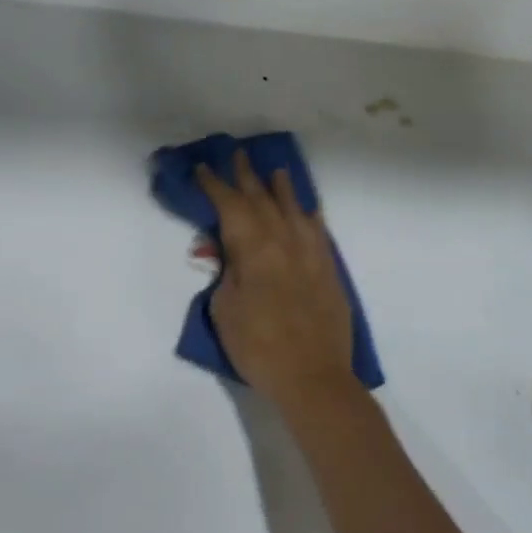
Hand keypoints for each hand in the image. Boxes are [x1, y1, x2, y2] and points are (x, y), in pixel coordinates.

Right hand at [196, 151, 355, 408]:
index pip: (230, 206)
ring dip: (282, 188)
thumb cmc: (257, 346)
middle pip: (262, 200)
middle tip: (237, 155)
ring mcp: (311, 254)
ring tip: (275, 171)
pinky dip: (310, 216)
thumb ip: (226, 272)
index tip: (203, 168)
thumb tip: (230, 253)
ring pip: (294, 210)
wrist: (312, 377)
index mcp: (254, 248)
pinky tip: (308, 209)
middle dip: (247, 177)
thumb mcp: (224, 309)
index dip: (215, 185)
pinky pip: (319, 232)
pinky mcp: (328, 270)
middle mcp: (284, 241)